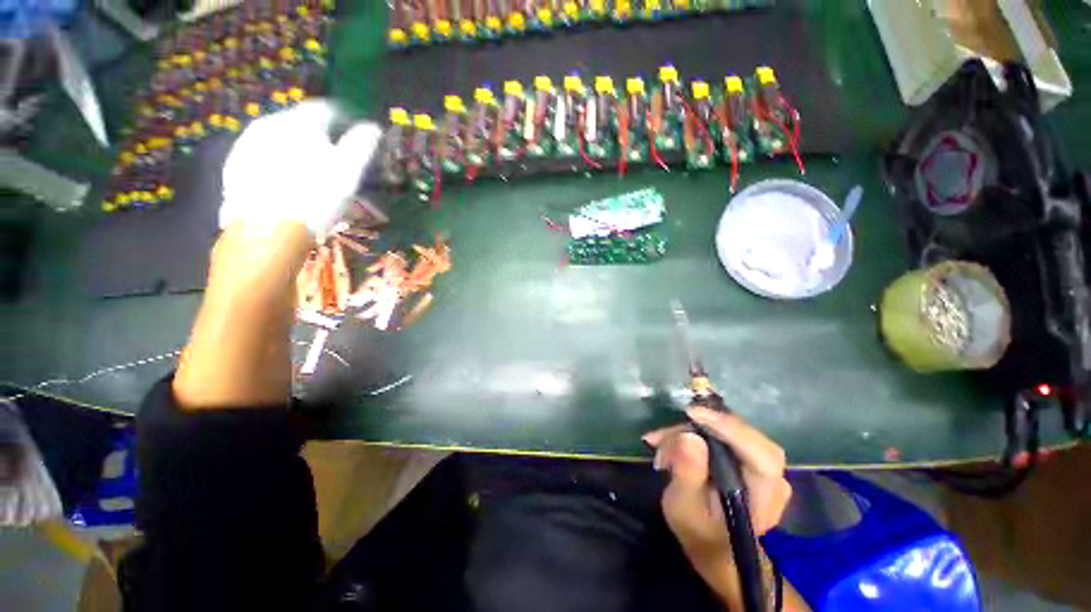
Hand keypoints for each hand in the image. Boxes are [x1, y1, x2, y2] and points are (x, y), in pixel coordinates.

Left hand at [220, 99, 381, 236]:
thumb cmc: (316, 197)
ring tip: (309, 173)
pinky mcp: (234, 166)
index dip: (344, 120)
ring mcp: (247, 144)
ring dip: (296, 149)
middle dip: (319, 136)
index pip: (326, 109)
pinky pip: (262, 155)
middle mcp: (269, 123)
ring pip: (279, 138)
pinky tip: (286, 184)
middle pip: (300, 122)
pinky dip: (277, 163)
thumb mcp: (349, 171)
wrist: (268, 230)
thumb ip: (362, 144)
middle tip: (334, 159)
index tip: (354, 136)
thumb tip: (373, 127)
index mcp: (299, 122)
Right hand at [643, 408, 791, 601]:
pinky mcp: (746, 454)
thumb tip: (688, 436)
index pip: (761, 454)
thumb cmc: (698, 531)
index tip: (692, 413)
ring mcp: (762, 464)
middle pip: (740, 435)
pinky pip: (722, 433)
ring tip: (659, 443)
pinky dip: (694, 431)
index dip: (729, 428)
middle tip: (663, 437)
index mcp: (765, 496)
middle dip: (698, 429)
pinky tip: (670, 440)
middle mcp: (772, 476)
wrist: (712, 543)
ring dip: (690, 430)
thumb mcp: (684, 507)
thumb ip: (688, 473)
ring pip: (727, 429)